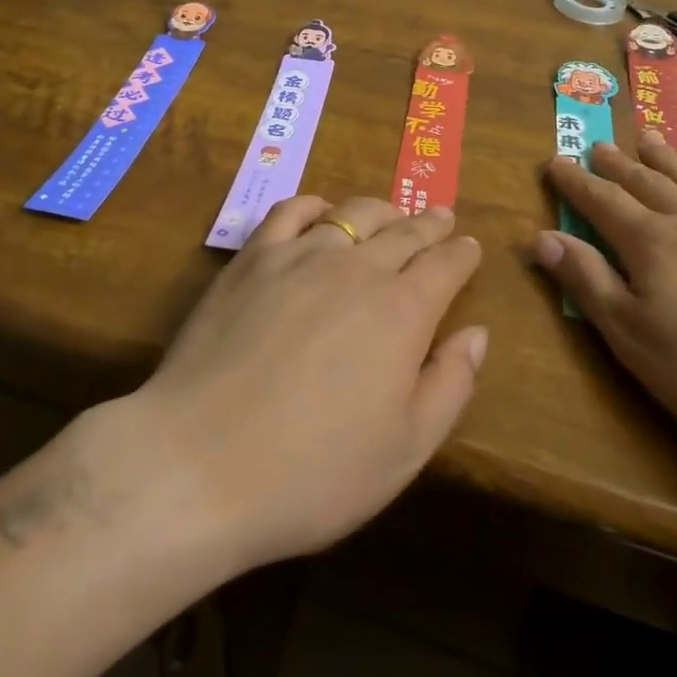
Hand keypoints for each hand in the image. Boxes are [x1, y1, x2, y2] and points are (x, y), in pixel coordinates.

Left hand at [132, 196, 485, 572]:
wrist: (199, 462)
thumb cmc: (312, 472)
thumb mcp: (404, 450)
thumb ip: (450, 385)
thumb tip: (477, 333)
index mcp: (402, 311)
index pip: (445, 266)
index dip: (462, 254)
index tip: (470, 246)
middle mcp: (357, 269)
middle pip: (404, 231)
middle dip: (429, 224)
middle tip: (442, 217)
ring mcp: (300, 256)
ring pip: (353, 214)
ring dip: (381, 210)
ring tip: (391, 214)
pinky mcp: (252, 258)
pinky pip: (290, 212)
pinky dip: (314, 205)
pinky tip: (320, 211)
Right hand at [538, 132, 676, 476]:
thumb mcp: (636, 340)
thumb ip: (588, 282)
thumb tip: (542, 236)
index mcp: (652, 245)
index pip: (601, 202)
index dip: (575, 182)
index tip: (554, 161)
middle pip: (646, 183)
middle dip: (616, 165)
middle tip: (597, 146)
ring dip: (666, 158)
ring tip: (646, 138)